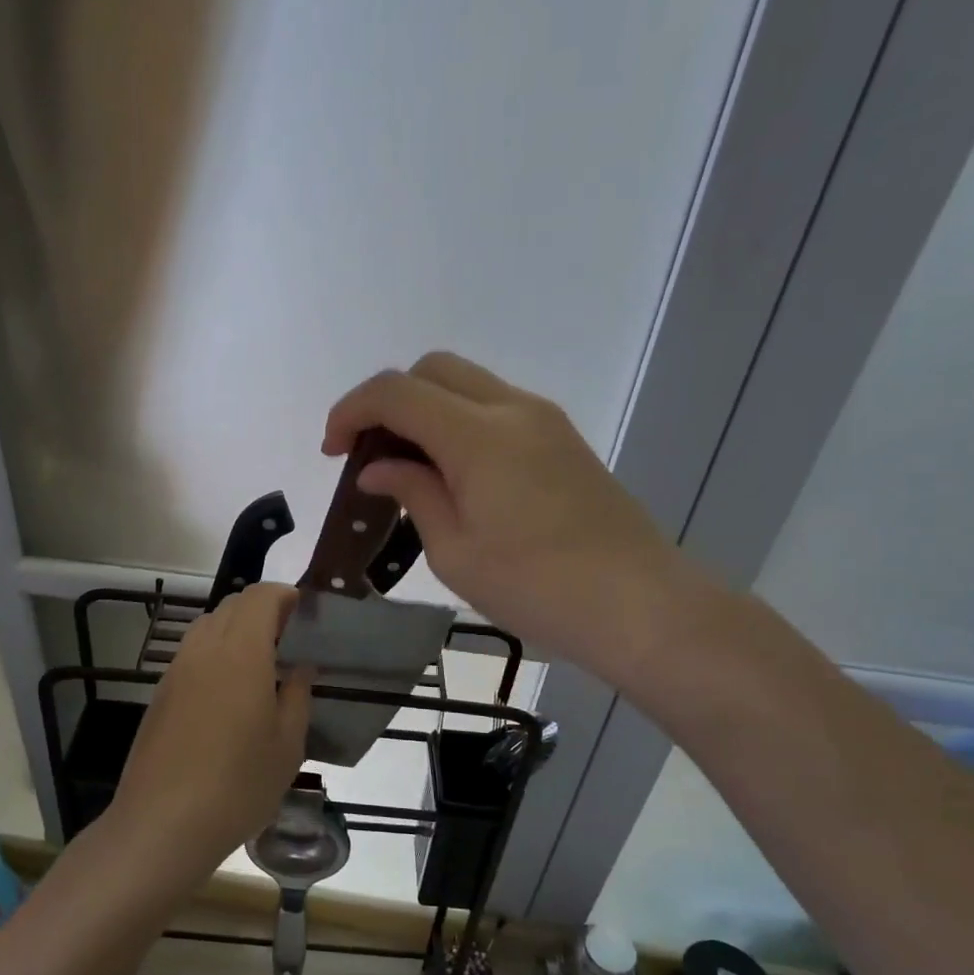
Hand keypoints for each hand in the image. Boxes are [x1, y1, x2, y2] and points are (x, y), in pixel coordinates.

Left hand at [112, 584, 312, 874]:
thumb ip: (298, 695)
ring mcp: (176, 669)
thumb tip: (301, 666)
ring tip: (261, 665)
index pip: (260, 597)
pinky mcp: (160, 693)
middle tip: (289, 640)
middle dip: (263, 610)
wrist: (162, 824)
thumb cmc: (238, 784)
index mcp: (241, 652)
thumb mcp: (287, 744)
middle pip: (232, 605)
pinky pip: (192, 653)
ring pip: (208, 626)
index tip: (305, 613)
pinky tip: (229, 692)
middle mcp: (205, 649)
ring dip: (236, 629)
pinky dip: (215, 652)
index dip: (284, 595)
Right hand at [323, 352, 697, 683]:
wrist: (640, 605)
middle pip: (432, 369)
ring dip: (426, 410)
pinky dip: (459, 423)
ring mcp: (544, 420)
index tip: (333, 452)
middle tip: (370, 455)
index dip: (351, 411)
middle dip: (388, 401)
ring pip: (466, 384)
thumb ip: (413, 492)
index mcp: (477, 434)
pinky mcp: (562, 440)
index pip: (396, 392)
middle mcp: (511, 409)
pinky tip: (454, 475)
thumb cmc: (537, 587)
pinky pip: (495, 409)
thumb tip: (379, 467)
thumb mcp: (455, 550)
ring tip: (409, 468)